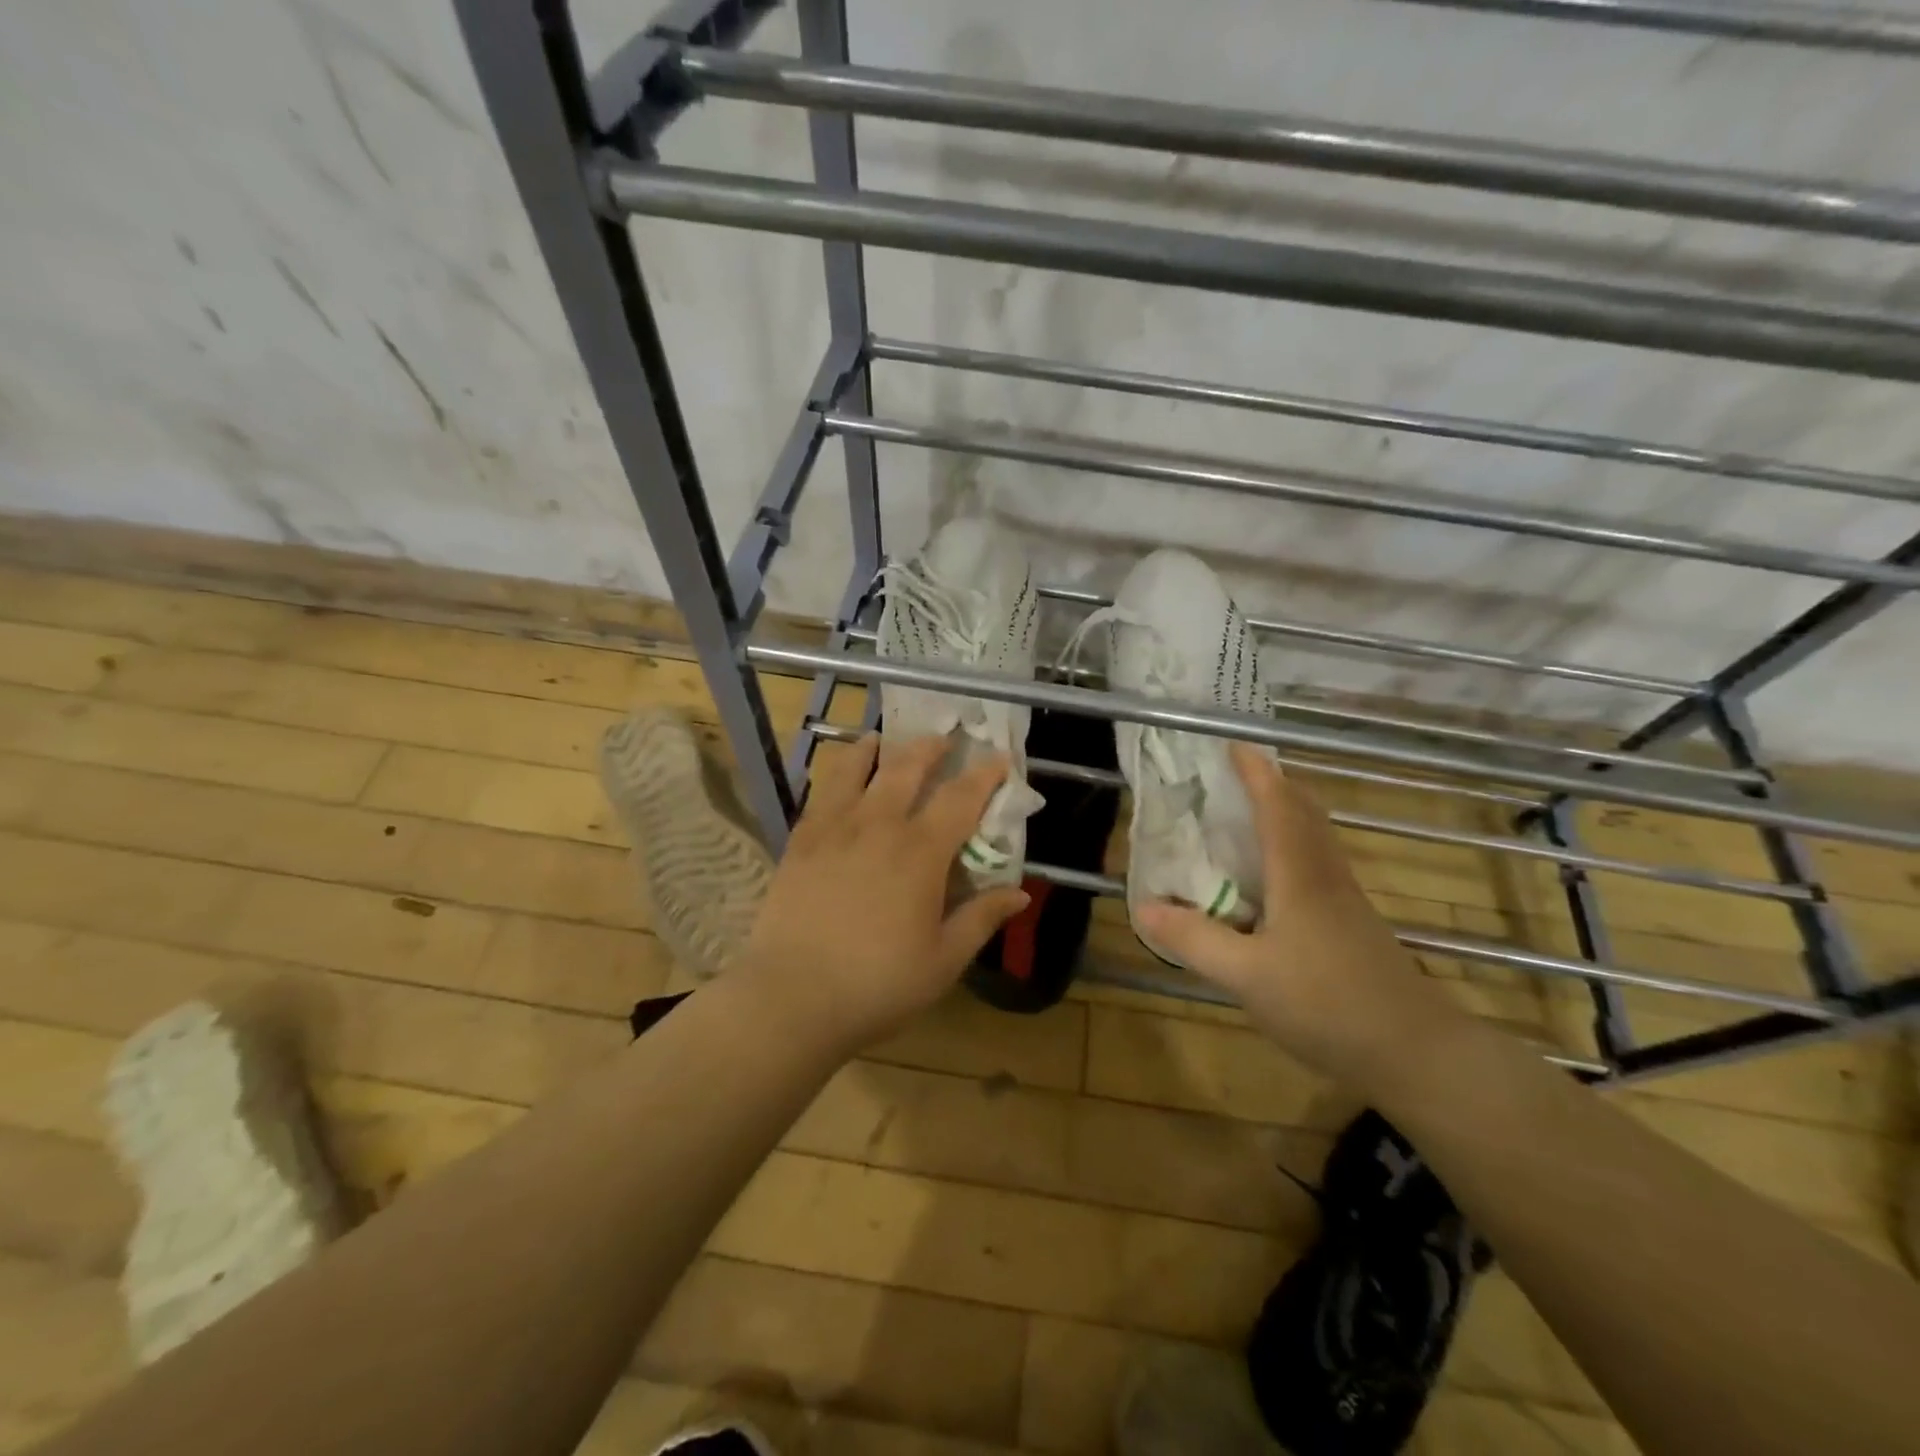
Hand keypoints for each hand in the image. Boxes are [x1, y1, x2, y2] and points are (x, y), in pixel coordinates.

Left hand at [736, 733, 1029, 1052]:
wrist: (792, 997)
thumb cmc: (878, 984)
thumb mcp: (944, 960)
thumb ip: (981, 919)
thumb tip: (1020, 893)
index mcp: (921, 852)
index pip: (960, 799)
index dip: (984, 775)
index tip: (999, 758)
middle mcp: (878, 826)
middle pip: (906, 769)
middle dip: (929, 748)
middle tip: (942, 737)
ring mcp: (834, 829)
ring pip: (855, 770)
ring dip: (874, 749)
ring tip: (880, 738)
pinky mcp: (800, 842)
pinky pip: (821, 793)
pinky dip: (835, 774)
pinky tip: (837, 777)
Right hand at [1134, 744, 1457, 1090]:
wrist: (1416, 1052)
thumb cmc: (1327, 1004)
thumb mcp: (1245, 976)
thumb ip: (1194, 939)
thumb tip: (1143, 906)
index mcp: (1299, 875)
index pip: (1277, 805)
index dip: (1255, 772)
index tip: (1232, 744)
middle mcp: (1325, 876)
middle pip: (1303, 812)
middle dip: (1272, 784)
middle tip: (1234, 776)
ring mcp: (1345, 900)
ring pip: (1314, 837)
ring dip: (1284, 813)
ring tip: (1245, 816)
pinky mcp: (1353, 925)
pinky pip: (1317, 864)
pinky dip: (1292, 847)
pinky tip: (1271, 879)